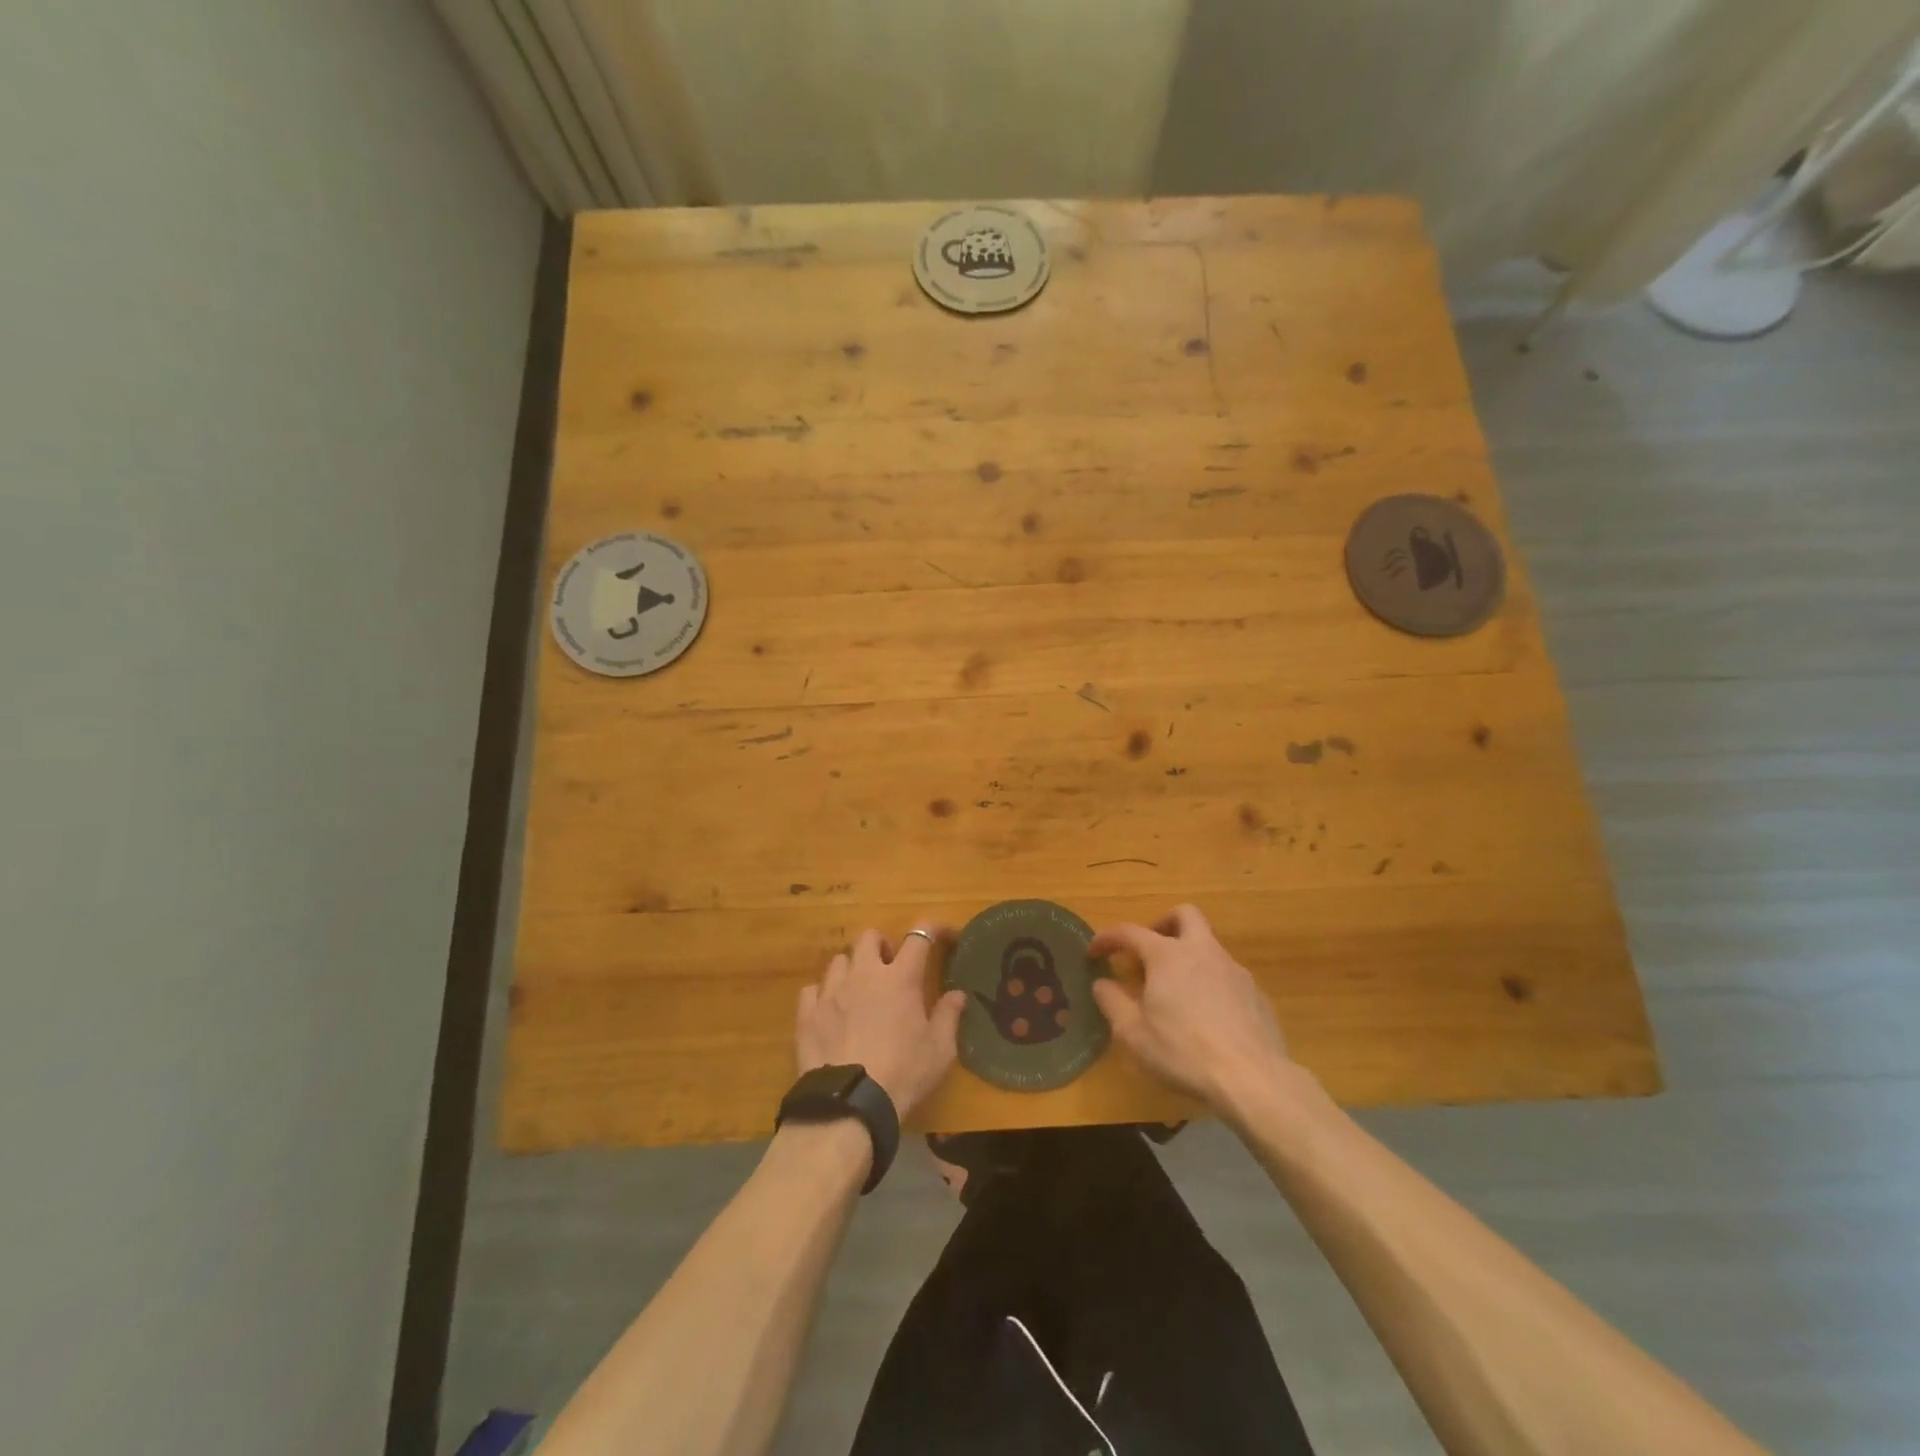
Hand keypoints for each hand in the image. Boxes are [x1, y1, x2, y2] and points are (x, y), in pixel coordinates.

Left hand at [796, 926, 967, 1119]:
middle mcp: (864, 974)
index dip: (932, 929)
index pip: (918, 937)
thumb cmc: (903, 1073)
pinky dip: (823, 995)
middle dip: (881, 945)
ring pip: (839, 960)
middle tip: (890, 966)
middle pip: (869, 937)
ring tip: (858, 990)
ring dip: (852, 968)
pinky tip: (830, 1011)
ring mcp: (831, 991)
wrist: (849, 1103)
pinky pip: (812, 989)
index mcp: (900, 978)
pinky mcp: (807, 1013)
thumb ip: (948, 1017)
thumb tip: (958, 994)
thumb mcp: (939, 1050)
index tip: (941, 934)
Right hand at [1090, 903, 1291, 1111]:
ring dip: (1188, 958)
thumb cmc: (1183, 1052)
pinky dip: (1210, 983)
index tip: (1094, 951)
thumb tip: (1102, 983)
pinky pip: (1227, 976)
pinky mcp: (1256, 993)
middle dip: (1163, 924)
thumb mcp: (1133, 1033)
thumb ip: (1112, 1002)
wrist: (1253, 1078)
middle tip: (1148, 952)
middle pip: (1184, 915)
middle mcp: (1202, 951)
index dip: (1107, 938)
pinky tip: (1207, 1017)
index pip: (1129, 932)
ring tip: (1176, 993)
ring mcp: (1234, 970)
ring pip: (1208, 946)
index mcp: (1167, 955)